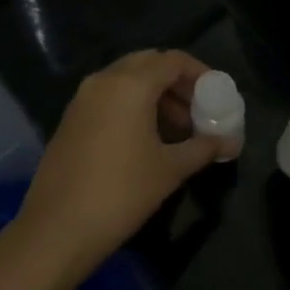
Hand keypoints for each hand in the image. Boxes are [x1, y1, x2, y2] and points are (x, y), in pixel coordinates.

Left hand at [15, 49, 224, 285]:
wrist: (57, 229)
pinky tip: (144, 138)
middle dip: (176, 82)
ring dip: (154, 94)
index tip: (216, 95)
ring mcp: (82, 98)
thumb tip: (232, 143)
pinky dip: (130, 104)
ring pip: (126, 79)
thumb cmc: (121, 193)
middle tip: (196, 110)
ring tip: (175, 129)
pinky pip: (108, 96)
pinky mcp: (70, 118)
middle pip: (148, 63)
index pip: (173, 60)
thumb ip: (204, 148)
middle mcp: (104, 80)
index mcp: (131, 84)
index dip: (199, 73)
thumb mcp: (170, 170)